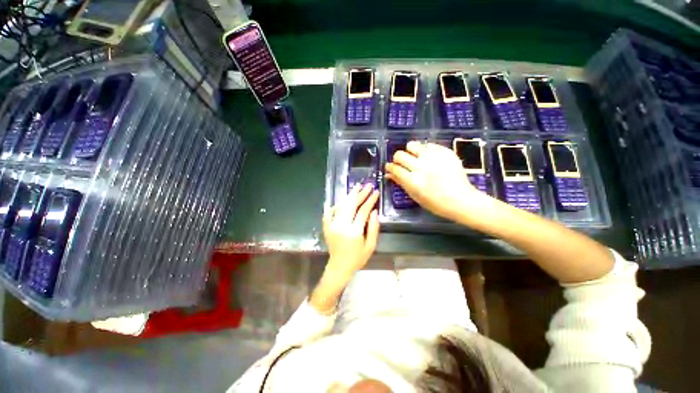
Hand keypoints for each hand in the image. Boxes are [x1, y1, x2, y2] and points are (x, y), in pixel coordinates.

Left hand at [322, 184, 379, 279]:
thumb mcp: (370, 246)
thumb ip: (373, 228)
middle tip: (368, 185)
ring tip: (357, 187)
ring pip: (341, 205)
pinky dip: (336, 204)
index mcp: (353, 231)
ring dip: (349, 196)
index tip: (376, 192)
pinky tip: (342, 200)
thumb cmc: (357, 258)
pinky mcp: (327, 226)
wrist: (339, 267)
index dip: (370, 200)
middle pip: (351, 204)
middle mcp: (341, 225)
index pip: (363, 210)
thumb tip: (374, 211)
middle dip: (360, 193)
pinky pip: (329, 211)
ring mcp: (332, 224)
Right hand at [385, 141, 492, 220]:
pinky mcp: (445, 152)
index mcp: (413, 181)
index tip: (390, 167)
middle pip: (399, 155)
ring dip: (410, 151)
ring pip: (412, 145)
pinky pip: (429, 145)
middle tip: (403, 163)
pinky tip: (429, 158)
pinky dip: (425, 150)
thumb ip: (401, 182)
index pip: (394, 168)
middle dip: (398, 159)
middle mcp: (421, 167)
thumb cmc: (435, 203)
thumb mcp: (415, 196)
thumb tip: (388, 174)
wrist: (462, 200)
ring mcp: (434, 158)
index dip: (390, 167)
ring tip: (415, 157)